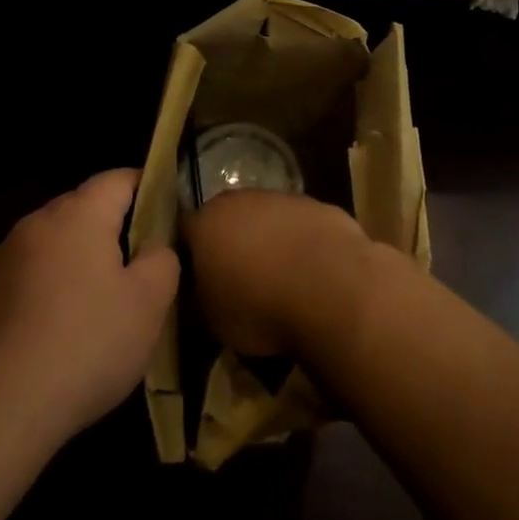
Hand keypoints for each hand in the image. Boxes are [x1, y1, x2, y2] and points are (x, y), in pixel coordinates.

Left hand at [0, 170, 178, 447]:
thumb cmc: (84, 345)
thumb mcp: (149, 303)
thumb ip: (162, 259)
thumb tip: (153, 245)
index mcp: (78, 214)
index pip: (119, 178)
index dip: (149, 188)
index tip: (168, 215)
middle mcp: (35, 223)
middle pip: (84, 208)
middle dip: (113, 228)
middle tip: (139, 268)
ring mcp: (1, 259)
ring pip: (53, 244)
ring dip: (78, 261)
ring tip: (98, 306)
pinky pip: (27, 277)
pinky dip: (48, 290)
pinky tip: (57, 334)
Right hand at [184, 189, 366, 356]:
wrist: (332, 288)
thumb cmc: (261, 307)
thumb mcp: (213, 320)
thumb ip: (201, 296)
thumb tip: (203, 289)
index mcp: (206, 223)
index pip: (185, 231)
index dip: (189, 254)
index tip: (196, 277)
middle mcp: (240, 201)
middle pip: (227, 217)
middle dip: (229, 241)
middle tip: (238, 275)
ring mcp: (283, 199)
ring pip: (267, 217)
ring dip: (269, 239)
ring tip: (280, 276)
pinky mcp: (320, 206)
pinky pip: (302, 225)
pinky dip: (302, 242)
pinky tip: (313, 272)